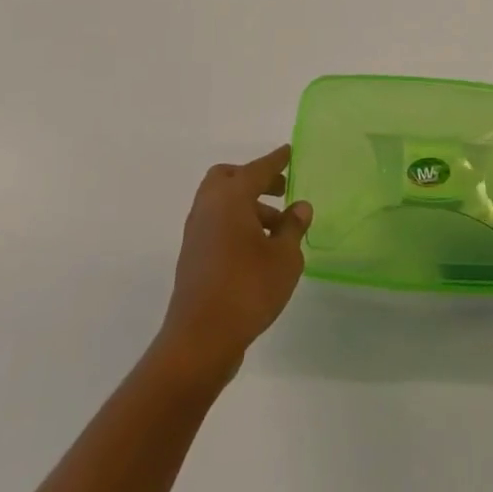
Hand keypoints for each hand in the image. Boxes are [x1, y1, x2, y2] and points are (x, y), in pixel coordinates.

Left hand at [156, 143, 312, 381]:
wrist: (201, 339)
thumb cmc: (248, 289)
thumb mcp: (284, 258)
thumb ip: (293, 227)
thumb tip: (300, 207)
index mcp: (230, 198)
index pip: (257, 169)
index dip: (276, 160)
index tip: (289, 151)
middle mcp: (208, 208)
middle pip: (228, 178)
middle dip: (254, 179)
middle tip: (280, 190)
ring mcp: (196, 232)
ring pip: (221, 203)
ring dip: (247, 205)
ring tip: (278, 229)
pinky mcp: (192, 256)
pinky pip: (216, 224)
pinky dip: (236, 224)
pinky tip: (258, 249)